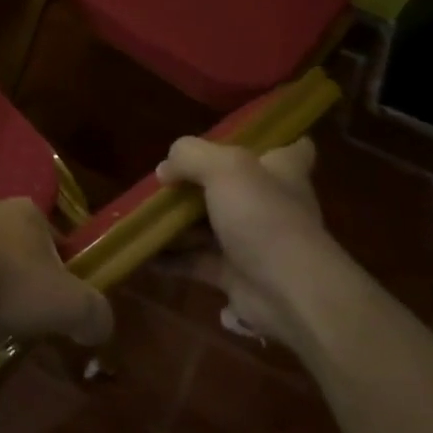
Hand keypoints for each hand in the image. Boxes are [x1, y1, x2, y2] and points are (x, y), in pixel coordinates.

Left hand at [0, 197, 113, 346]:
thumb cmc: (9, 285)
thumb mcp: (69, 306)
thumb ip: (95, 315)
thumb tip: (99, 328)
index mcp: (25, 212)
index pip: (51, 234)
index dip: (57, 264)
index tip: (55, 296)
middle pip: (8, 237)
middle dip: (13, 265)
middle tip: (15, 304)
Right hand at [154, 136, 356, 347]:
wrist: (288, 291)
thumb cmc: (263, 216)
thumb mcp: (224, 168)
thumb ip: (190, 156)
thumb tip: (165, 169)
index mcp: (281, 170)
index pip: (291, 148)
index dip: (269, 142)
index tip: (239, 140)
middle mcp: (270, 203)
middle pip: (234, 186)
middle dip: (198, 184)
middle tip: (163, 181)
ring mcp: (252, 240)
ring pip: (209, 225)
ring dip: (177, 223)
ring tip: (141, 215)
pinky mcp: (234, 274)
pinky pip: (195, 261)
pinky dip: (170, 258)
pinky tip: (142, 252)